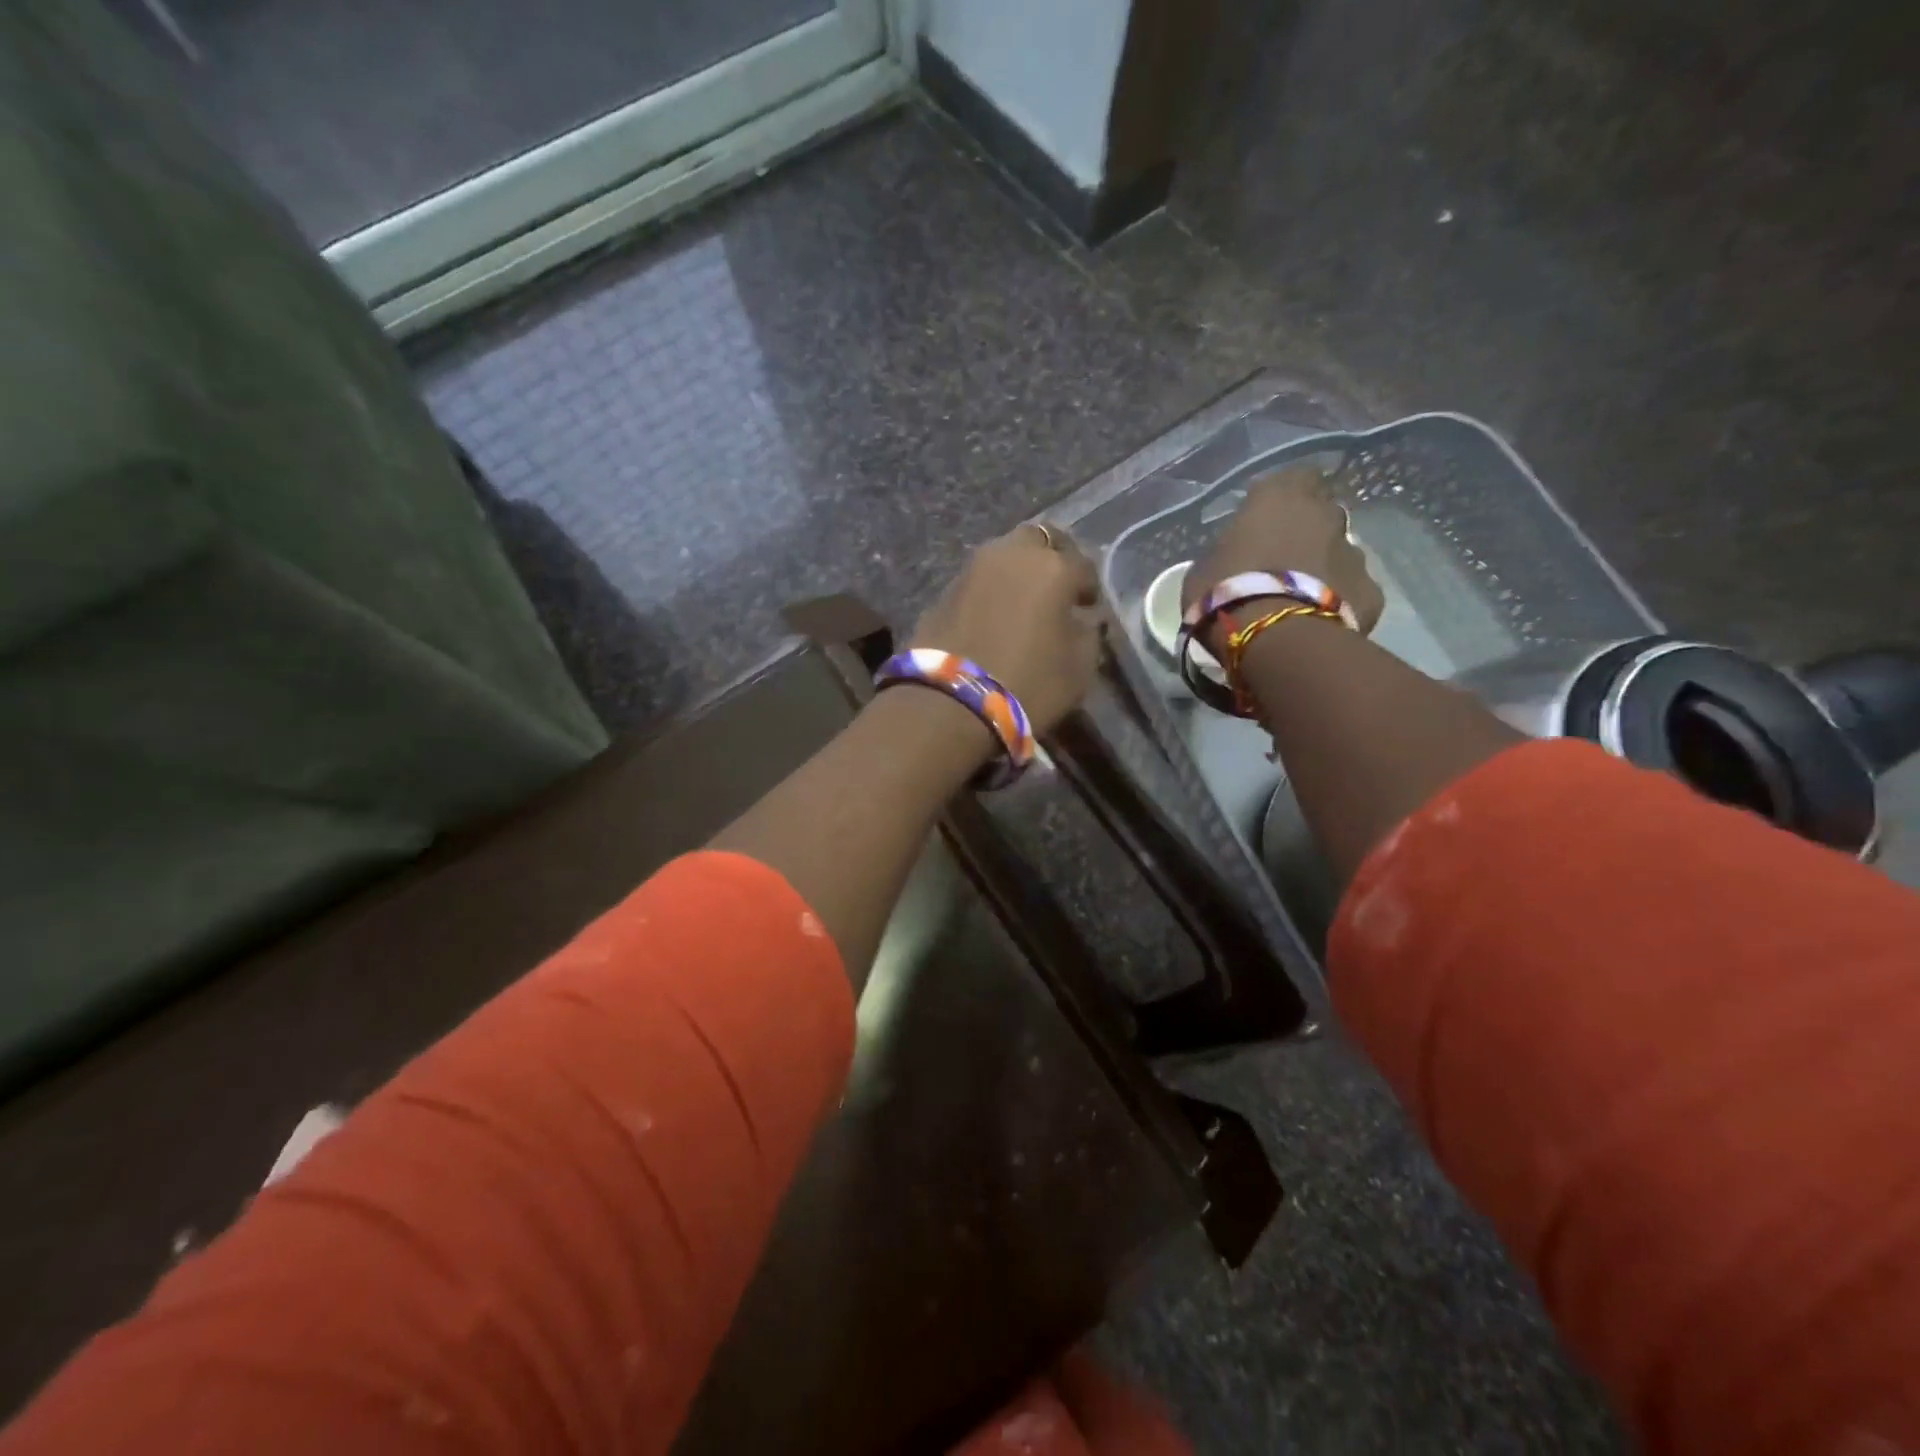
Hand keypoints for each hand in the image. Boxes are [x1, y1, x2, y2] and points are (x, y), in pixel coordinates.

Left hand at [912, 525, 1102, 733]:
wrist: (951, 703)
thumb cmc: (1029, 684)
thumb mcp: (1079, 668)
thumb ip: (1088, 633)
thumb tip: (1083, 619)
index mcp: (1052, 567)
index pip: (1082, 565)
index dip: (1088, 588)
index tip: (1088, 608)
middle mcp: (1011, 554)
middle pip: (1037, 540)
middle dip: (1051, 558)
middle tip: (1056, 590)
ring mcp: (972, 569)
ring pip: (1003, 556)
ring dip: (1017, 573)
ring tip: (1023, 605)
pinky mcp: (944, 591)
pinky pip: (978, 581)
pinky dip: (991, 591)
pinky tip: (994, 617)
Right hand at [1183, 466, 1384, 636]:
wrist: (1276, 640)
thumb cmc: (1226, 594)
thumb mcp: (1202, 570)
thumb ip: (1226, 553)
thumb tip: (1235, 556)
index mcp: (1279, 499)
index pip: (1293, 477)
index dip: (1283, 496)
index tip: (1266, 518)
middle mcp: (1324, 515)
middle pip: (1321, 513)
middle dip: (1306, 532)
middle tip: (1282, 561)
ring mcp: (1355, 553)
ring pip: (1339, 552)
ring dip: (1323, 567)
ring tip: (1299, 599)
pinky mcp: (1371, 592)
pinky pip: (1352, 591)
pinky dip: (1339, 602)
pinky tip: (1319, 623)